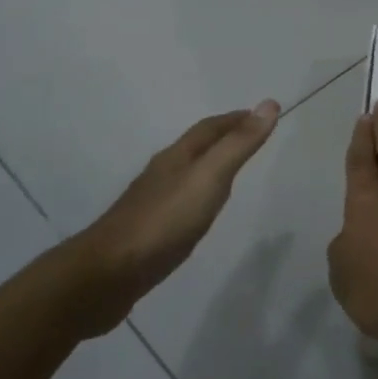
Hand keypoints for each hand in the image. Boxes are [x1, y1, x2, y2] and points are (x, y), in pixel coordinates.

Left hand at [57, 101, 279, 336]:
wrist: (108, 274)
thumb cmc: (164, 220)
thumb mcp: (210, 177)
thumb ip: (239, 144)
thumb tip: (269, 104)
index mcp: (177, 157)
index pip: (209, 128)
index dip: (235, 119)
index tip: (259, 115)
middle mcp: (162, 173)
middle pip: (196, 148)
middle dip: (222, 139)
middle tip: (249, 139)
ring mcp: (151, 203)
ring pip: (186, 174)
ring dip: (209, 167)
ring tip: (230, 173)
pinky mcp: (147, 231)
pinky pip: (179, 203)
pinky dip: (197, 196)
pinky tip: (199, 213)